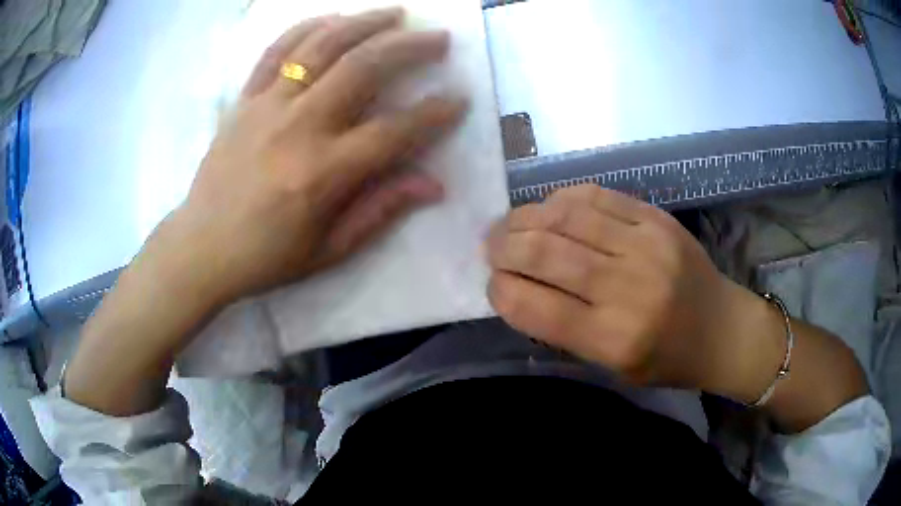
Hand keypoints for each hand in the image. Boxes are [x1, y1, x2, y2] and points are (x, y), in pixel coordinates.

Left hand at [169, 8, 466, 305]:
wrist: (201, 248)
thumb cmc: (266, 257)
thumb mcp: (329, 250)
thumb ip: (381, 210)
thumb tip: (434, 185)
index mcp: (323, 172)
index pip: (394, 131)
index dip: (434, 113)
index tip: (459, 99)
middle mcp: (298, 127)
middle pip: (363, 67)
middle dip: (409, 47)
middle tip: (438, 38)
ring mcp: (266, 106)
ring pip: (321, 46)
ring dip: (364, 23)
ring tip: (394, 13)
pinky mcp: (244, 99)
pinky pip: (276, 51)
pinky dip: (307, 27)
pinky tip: (332, 19)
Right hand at [486, 185, 763, 390]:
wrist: (722, 328)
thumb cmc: (667, 359)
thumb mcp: (613, 366)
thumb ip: (565, 331)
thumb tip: (519, 289)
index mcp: (615, 339)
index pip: (535, 307)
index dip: (501, 291)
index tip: (493, 285)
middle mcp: (629, 288)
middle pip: (545, 254)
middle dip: (503, 247)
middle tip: (490, 247)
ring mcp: (646, 245)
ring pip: (566, 216)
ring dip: (525, 217)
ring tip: (510, 225)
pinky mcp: (656, 218)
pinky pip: (597, 195)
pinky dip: (563, 199)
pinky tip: (550, 209)